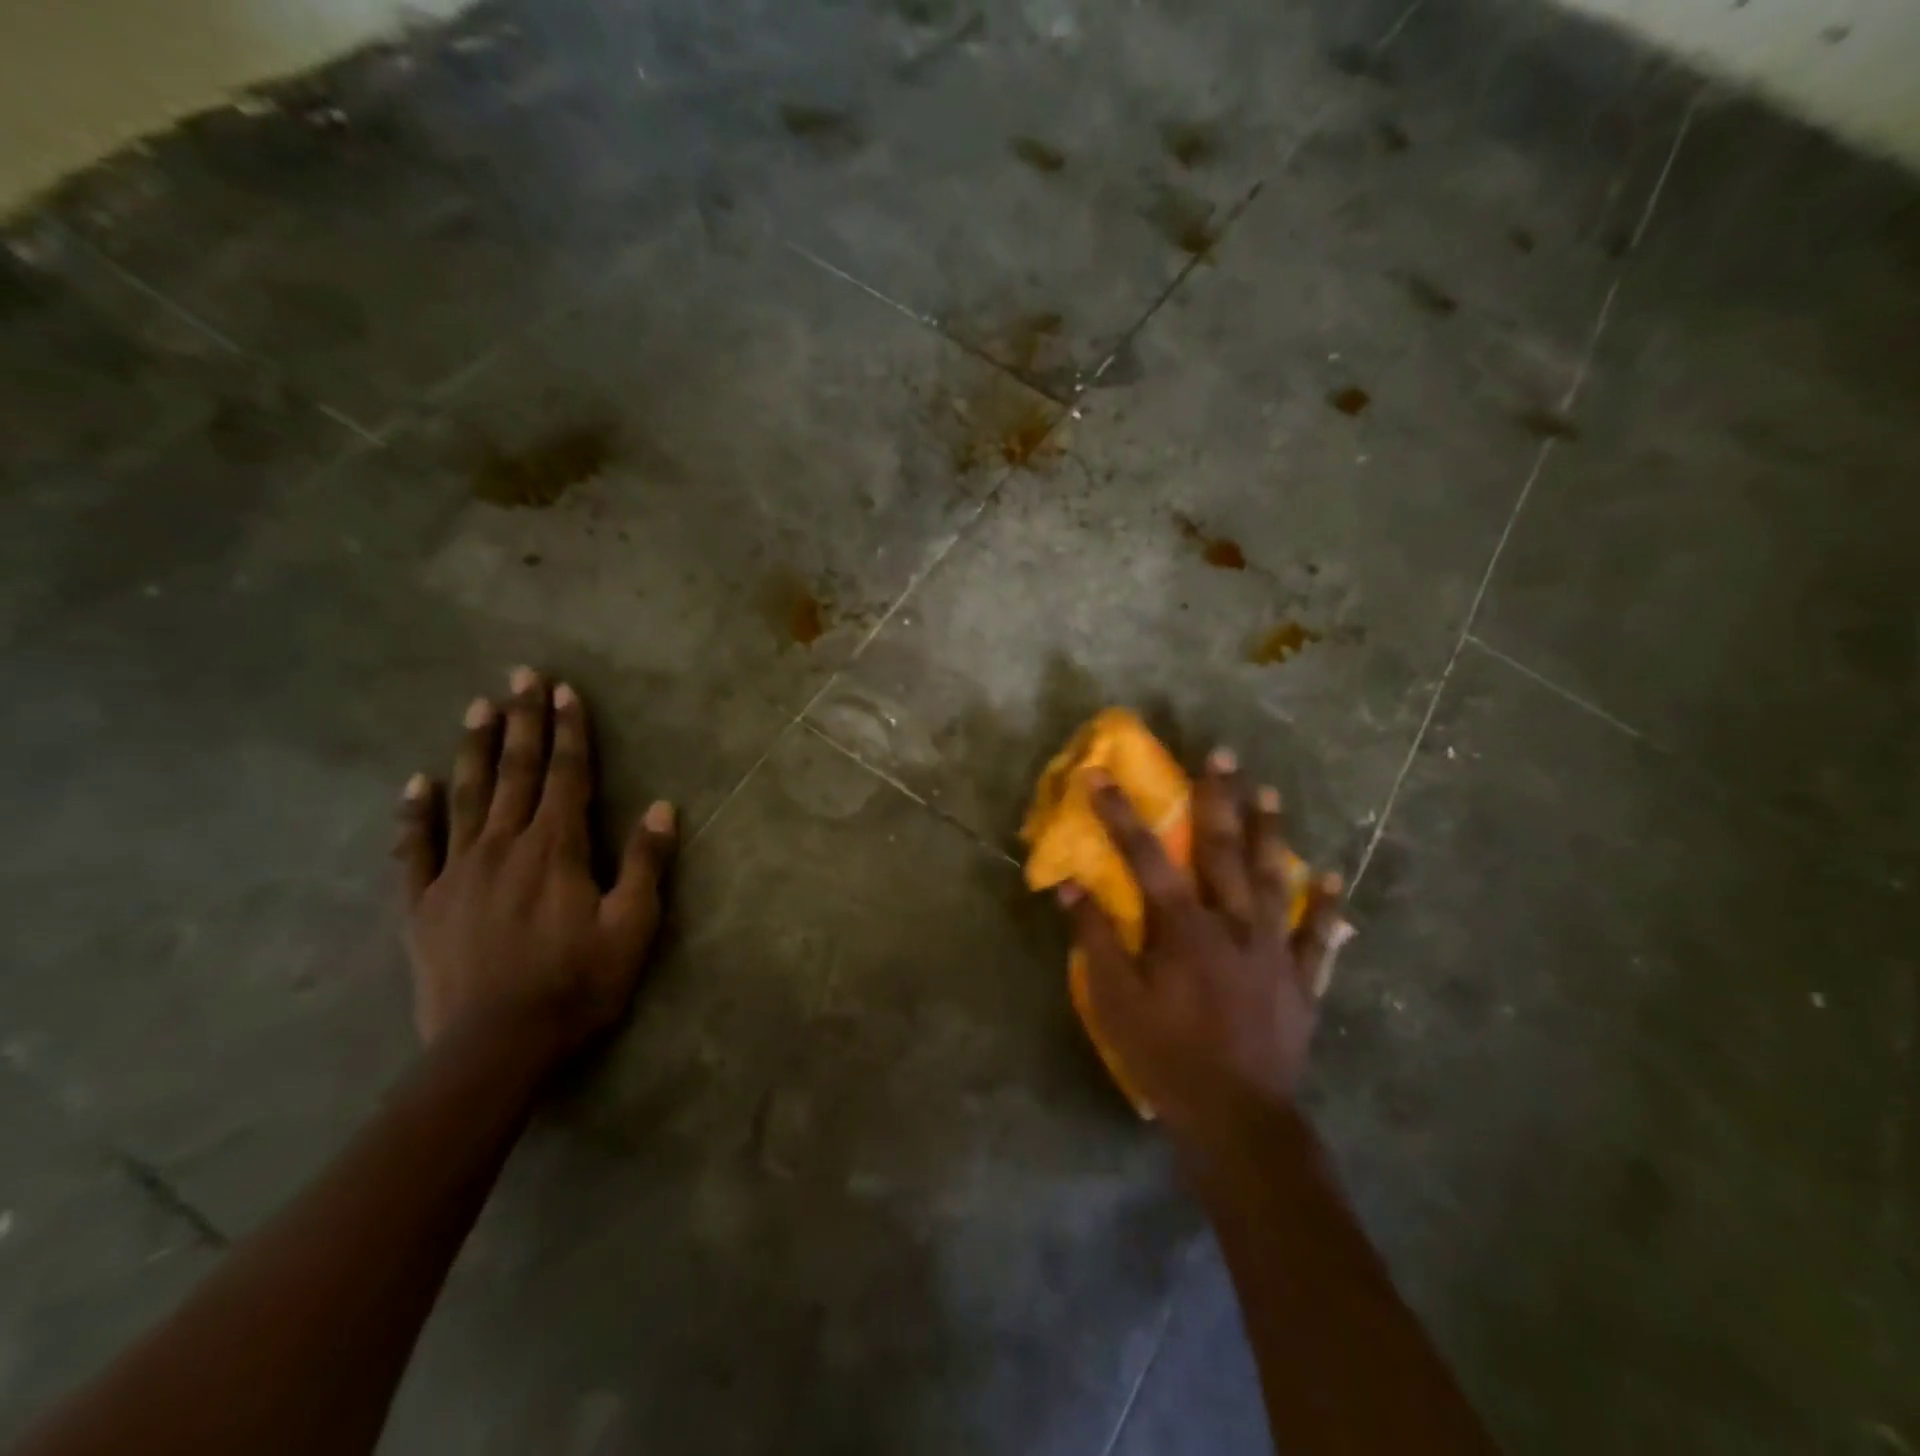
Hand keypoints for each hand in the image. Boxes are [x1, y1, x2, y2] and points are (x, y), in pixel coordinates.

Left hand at [394, 667, 676, 1064]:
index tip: (566, 690)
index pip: (566, 775)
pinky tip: (418, 784)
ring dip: (476, 749)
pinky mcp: (425, 904)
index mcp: (558, 849)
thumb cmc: (576, 985)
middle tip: (520, 675)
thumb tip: (664, 807)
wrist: (494, 1047)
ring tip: (477, 707)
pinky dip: (416, 814)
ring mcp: (458, 872)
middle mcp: (505, 846)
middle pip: (517, 772)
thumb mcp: (632, 927)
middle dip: (523, 721)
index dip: (569, 730)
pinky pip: (417, 849)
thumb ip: (645, 864)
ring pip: (469, 796)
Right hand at [1060, 750, 1349, 1147]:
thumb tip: (1069, 886)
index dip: (1120, 813)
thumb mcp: (1116, 1001)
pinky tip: (1332, 880)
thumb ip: (1095, 939)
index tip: (1100, 776)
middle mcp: (1233, 924)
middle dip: (1218, 798)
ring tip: (1269, 793)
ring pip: (1272, 878)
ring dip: (1269, 833)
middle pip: (1223, 849)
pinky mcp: (1300, 980)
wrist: (1239, 1119)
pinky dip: (1324, 907)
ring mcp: (1273, 950)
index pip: (1146, 856)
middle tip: (1222, 754)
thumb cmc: (1168, 1057)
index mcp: (1184, 928)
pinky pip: (1317, 936)